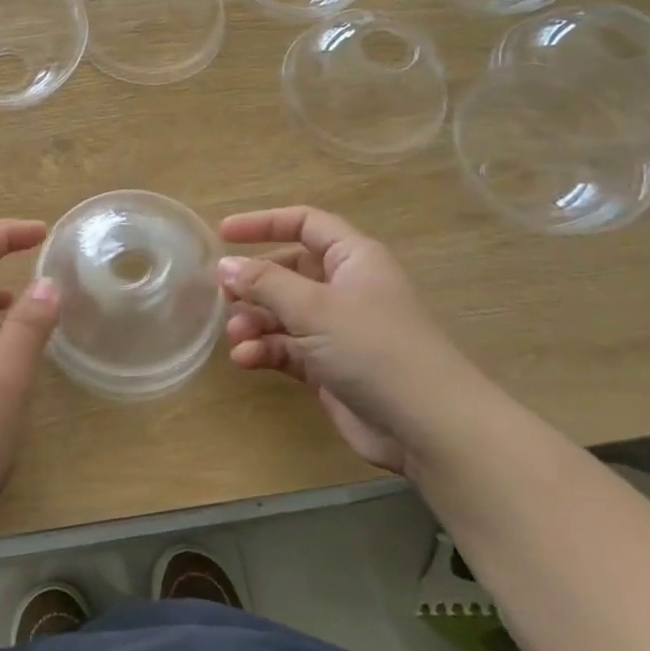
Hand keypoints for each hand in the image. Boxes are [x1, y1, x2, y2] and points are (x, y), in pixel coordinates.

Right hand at [218, 205, 471, 474]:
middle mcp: (346, 288)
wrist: (426, 426)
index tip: (223, 234)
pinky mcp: (330, 366)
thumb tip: (225, 265)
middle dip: (255, 283)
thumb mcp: (314, 308)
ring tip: (237, 335)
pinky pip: (288, 348)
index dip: (264, 224)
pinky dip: (266, 350)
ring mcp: (339, 329)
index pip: (305, 224)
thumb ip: (265, 283)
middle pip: (289, 271)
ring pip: (284, 313)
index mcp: (353, 259)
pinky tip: (248, 359)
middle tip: (223, 295)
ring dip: (256, 321)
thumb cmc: (373, 348)